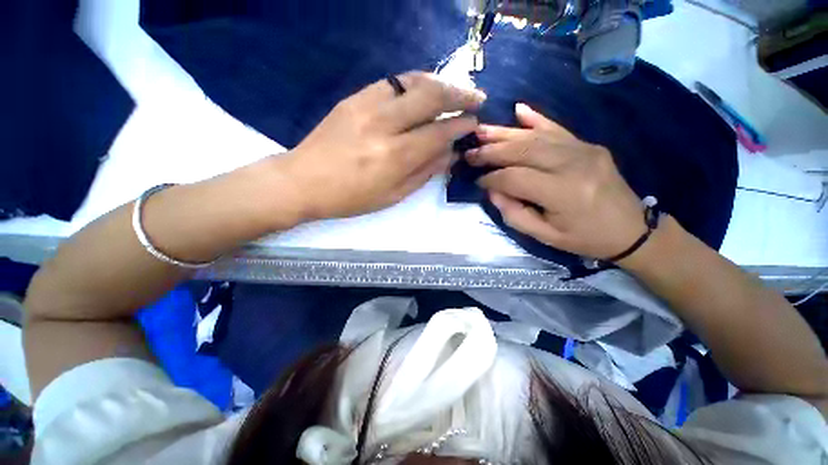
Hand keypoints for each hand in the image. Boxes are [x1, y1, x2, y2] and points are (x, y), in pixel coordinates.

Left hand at [284, 72, 484, 219]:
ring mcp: (367, 106)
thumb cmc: (351, 197)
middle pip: (431, 97)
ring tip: (455, 91)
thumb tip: (450, 154)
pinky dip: (414, 83)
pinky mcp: (354, 98)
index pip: (439, 133)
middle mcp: (384, 125)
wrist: (304, 181)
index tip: (474, 123)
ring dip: (440, 83)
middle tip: (475, 99)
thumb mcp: (393, 195)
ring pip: (413, 81)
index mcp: (395, 156)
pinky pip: (392, 82)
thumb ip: (425, 172)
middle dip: (459, 96)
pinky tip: (423, 90)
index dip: (461, 126)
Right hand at [468, 103, 645, 259]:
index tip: (477, 181)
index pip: (515, 178)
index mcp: (563, 193)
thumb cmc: (584, 238)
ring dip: (504, 133)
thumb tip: (492, 191)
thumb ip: (513, 214)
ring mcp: (583, 150)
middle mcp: (573, 164)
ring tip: (481, 131)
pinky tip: (518, 110)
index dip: (491, 179)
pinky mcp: (588, 145)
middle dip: (491, 151)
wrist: (631, 229)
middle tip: (470, 152)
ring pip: (535, 137)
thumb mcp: (544, 236)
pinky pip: (557, 128)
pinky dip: (535, 118)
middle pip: (522, 151)